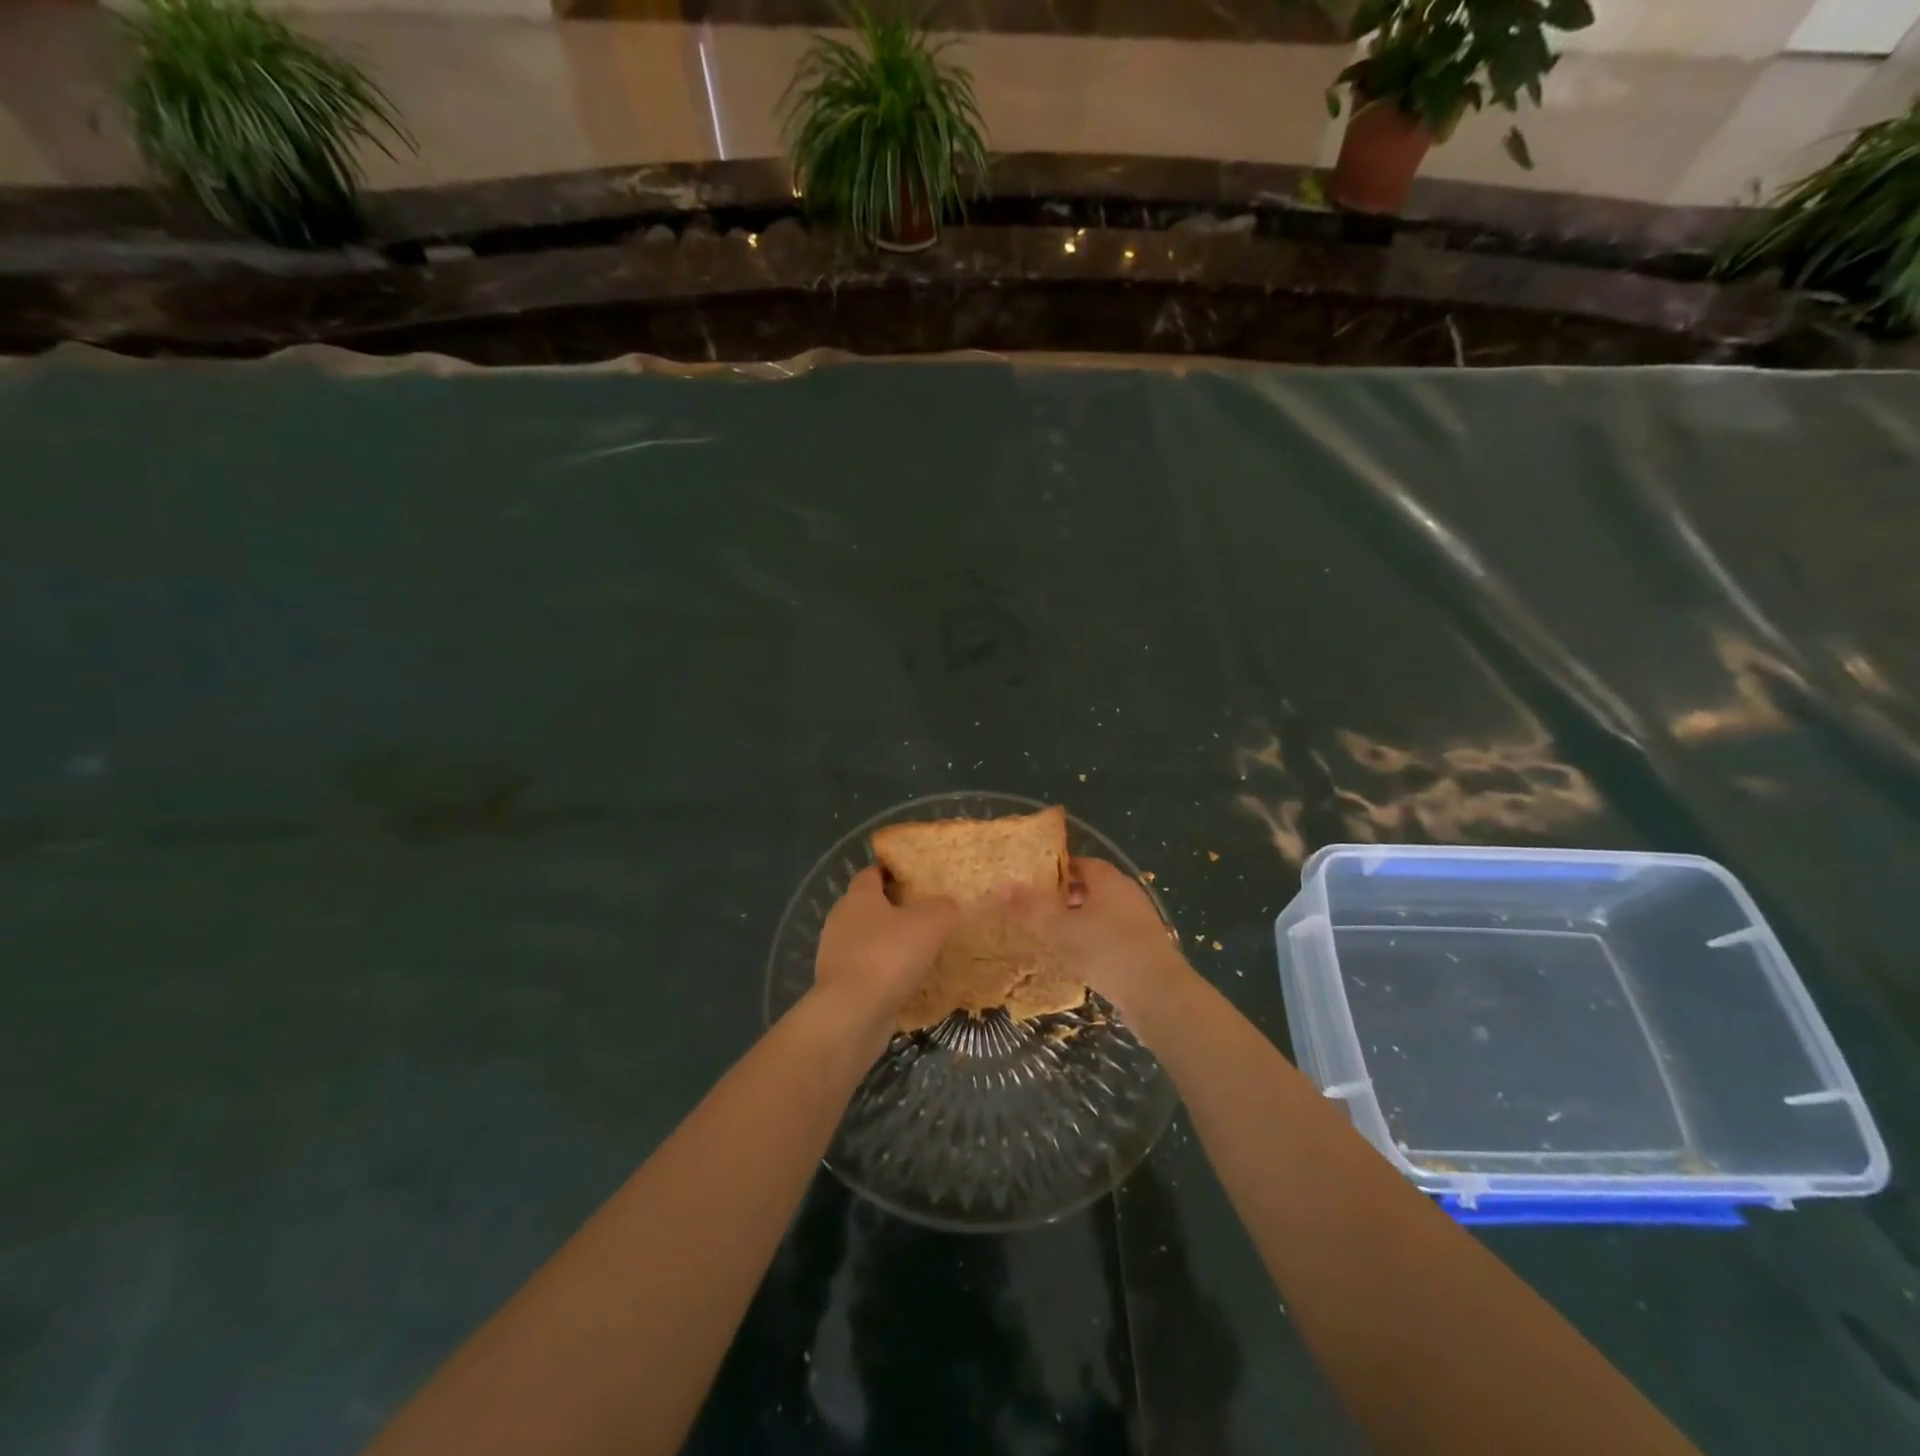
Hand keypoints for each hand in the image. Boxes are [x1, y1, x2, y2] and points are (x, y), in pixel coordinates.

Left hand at [813, 866, 957, 1028]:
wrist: (852, 1013)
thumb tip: (947, 906)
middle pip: (867, 906)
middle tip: (923, 914)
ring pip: (866, 940)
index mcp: (858, 896)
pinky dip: (882, 972)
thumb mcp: (931, 923)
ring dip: (887, 943)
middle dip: (892, 909)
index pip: (871, 873)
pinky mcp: (838, 985)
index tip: (914, 878)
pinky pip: (865, 970)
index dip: (892, 872)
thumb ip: (943, 908)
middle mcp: (841, 920)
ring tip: (918, 950)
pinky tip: (905, 982)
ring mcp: (835, 954)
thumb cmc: (889, 956)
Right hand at [1005, 857, 1191, 1032]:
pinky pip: (1115, 936)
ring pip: (1105, 913)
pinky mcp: (1147, 950)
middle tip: (1041, 908)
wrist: (1159, 994)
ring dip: (1083, 920)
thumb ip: (1030, 908)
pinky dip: (1097, 941)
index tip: (1036, 881)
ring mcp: (1141, 922)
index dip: (1059, 870)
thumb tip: (1001, 885)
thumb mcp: (1060, 929)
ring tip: (1056, 935)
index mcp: (1109, 880)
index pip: (1082, 863)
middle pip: (1095, 887)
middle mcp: (1128, 894)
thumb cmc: (1106, 951)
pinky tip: (1082, 959)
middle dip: (1068, 895)